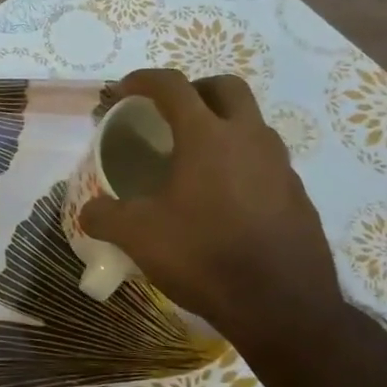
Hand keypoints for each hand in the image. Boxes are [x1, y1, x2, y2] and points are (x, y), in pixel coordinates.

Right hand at [79, 69, 342, 355]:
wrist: (282, 306)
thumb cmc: (203, 256)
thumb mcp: (137, 236)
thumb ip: (105, 216)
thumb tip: (89, 211)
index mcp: (207, 136)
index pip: (173, 86)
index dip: (143, 80)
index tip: (124, 91)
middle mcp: (249, 139)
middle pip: (226, 87)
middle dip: (195, 89)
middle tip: (170, 113)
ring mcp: (280, 166)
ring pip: (251, 124)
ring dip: (222, 126)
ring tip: (195, 158)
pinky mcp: (298, 195)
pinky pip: (266, 162)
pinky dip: (241, 163)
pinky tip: (223, 199)